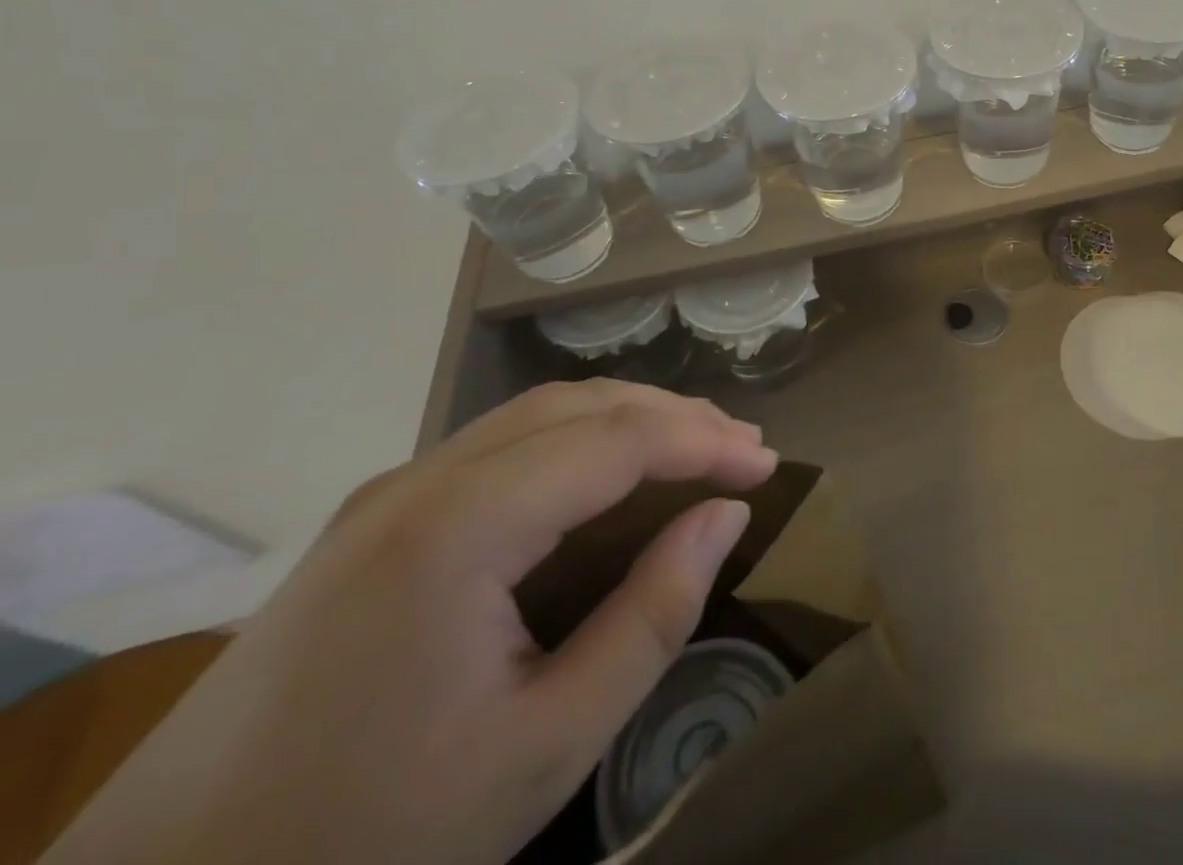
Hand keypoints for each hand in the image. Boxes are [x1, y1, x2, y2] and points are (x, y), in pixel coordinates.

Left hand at [46, 381, 778, 864]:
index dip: (705, 441)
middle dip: (674, 416)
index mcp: (462, 525)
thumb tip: (725, 515)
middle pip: (581, 405)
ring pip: (539, 414)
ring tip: (693, 447)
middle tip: (743, 449)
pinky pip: (500, 445)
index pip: (618, 440)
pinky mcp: (372, 519)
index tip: (769, 464)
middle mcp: (425, 480)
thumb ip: (652, 616)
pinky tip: (604, 475)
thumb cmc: (369, 842)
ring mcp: (390, 493)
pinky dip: (576, 441)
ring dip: (627, 419)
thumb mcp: (544, 746)